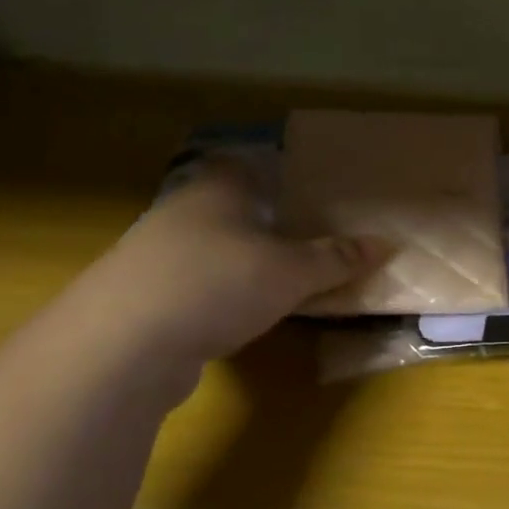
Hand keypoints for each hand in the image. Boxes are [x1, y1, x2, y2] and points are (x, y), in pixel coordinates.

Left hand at [83, 157, 386, 363]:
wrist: (122, 345)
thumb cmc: (218, 284)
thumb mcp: (292, 272)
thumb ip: (336, 258)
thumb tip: (385, 244)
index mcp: (216, 191)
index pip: (241, 163)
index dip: (269, 169)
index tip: (300, 186)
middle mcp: (180, 212)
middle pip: (224, 205)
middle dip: (258, 219)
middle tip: (302, 235)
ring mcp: (152, 256)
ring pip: (206, 247)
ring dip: (236, 260)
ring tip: (276, 278)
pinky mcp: (141, 299)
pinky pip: (191, 285)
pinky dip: (215, 294)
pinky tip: (237, 315)